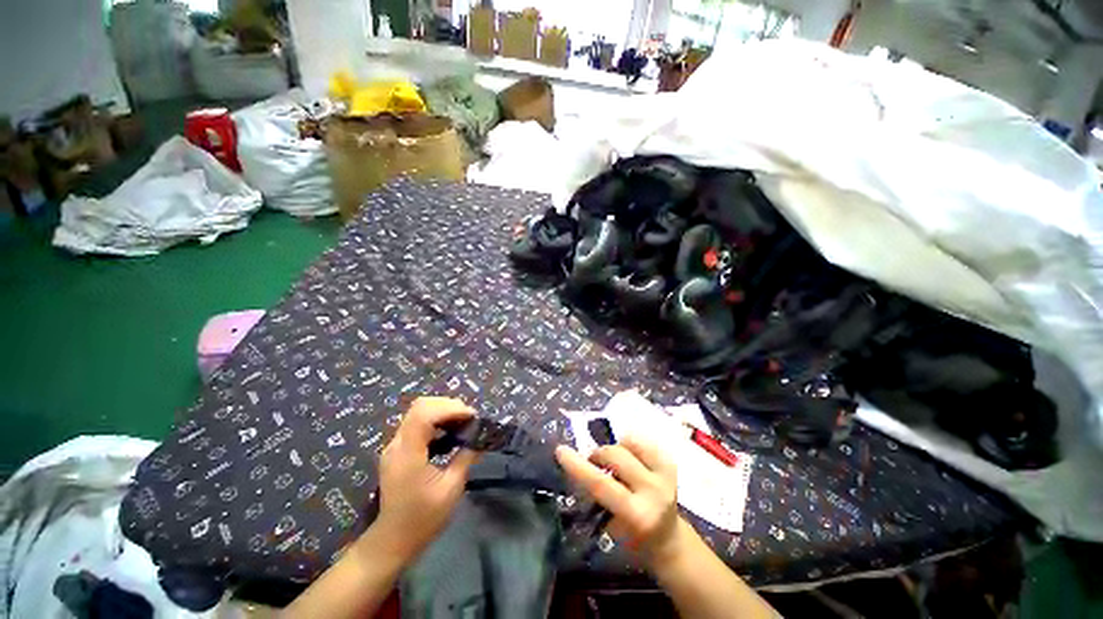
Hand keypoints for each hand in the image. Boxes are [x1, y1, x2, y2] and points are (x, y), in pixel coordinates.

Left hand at [369, 397, 478, 562]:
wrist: (393, 540)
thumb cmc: (423, 518)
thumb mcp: (451, 489)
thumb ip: (465, 458)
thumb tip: (480, 438)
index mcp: (408, 454)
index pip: (424, 414)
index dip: (450, 408)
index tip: (471, 417)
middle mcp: (397, 444)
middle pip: (420, 406)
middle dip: (448, 405)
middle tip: (469, 418)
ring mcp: (394, 446)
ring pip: (418, 411)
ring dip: (443, 411)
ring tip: (462, 422)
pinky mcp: (397, 450)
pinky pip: (416, 423)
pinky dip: (436, 420)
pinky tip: (449, 432)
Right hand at [555, 435, 682, 568]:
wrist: (669, 539)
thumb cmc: (633, 537)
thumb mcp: (611, 525)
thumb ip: (598, 494)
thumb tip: (584, 464)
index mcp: (636, 514)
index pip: (601, 484)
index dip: (578, 466)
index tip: (560, 450)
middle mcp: (654, 491)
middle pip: (615, 455)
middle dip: (598, 454)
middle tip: (593, 462)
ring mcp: (665, 474)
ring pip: (628, 442)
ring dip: (615, 448)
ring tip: (615, 463)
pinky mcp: (671, 462)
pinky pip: (642, 440)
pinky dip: (629, 445)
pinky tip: (630, 459)